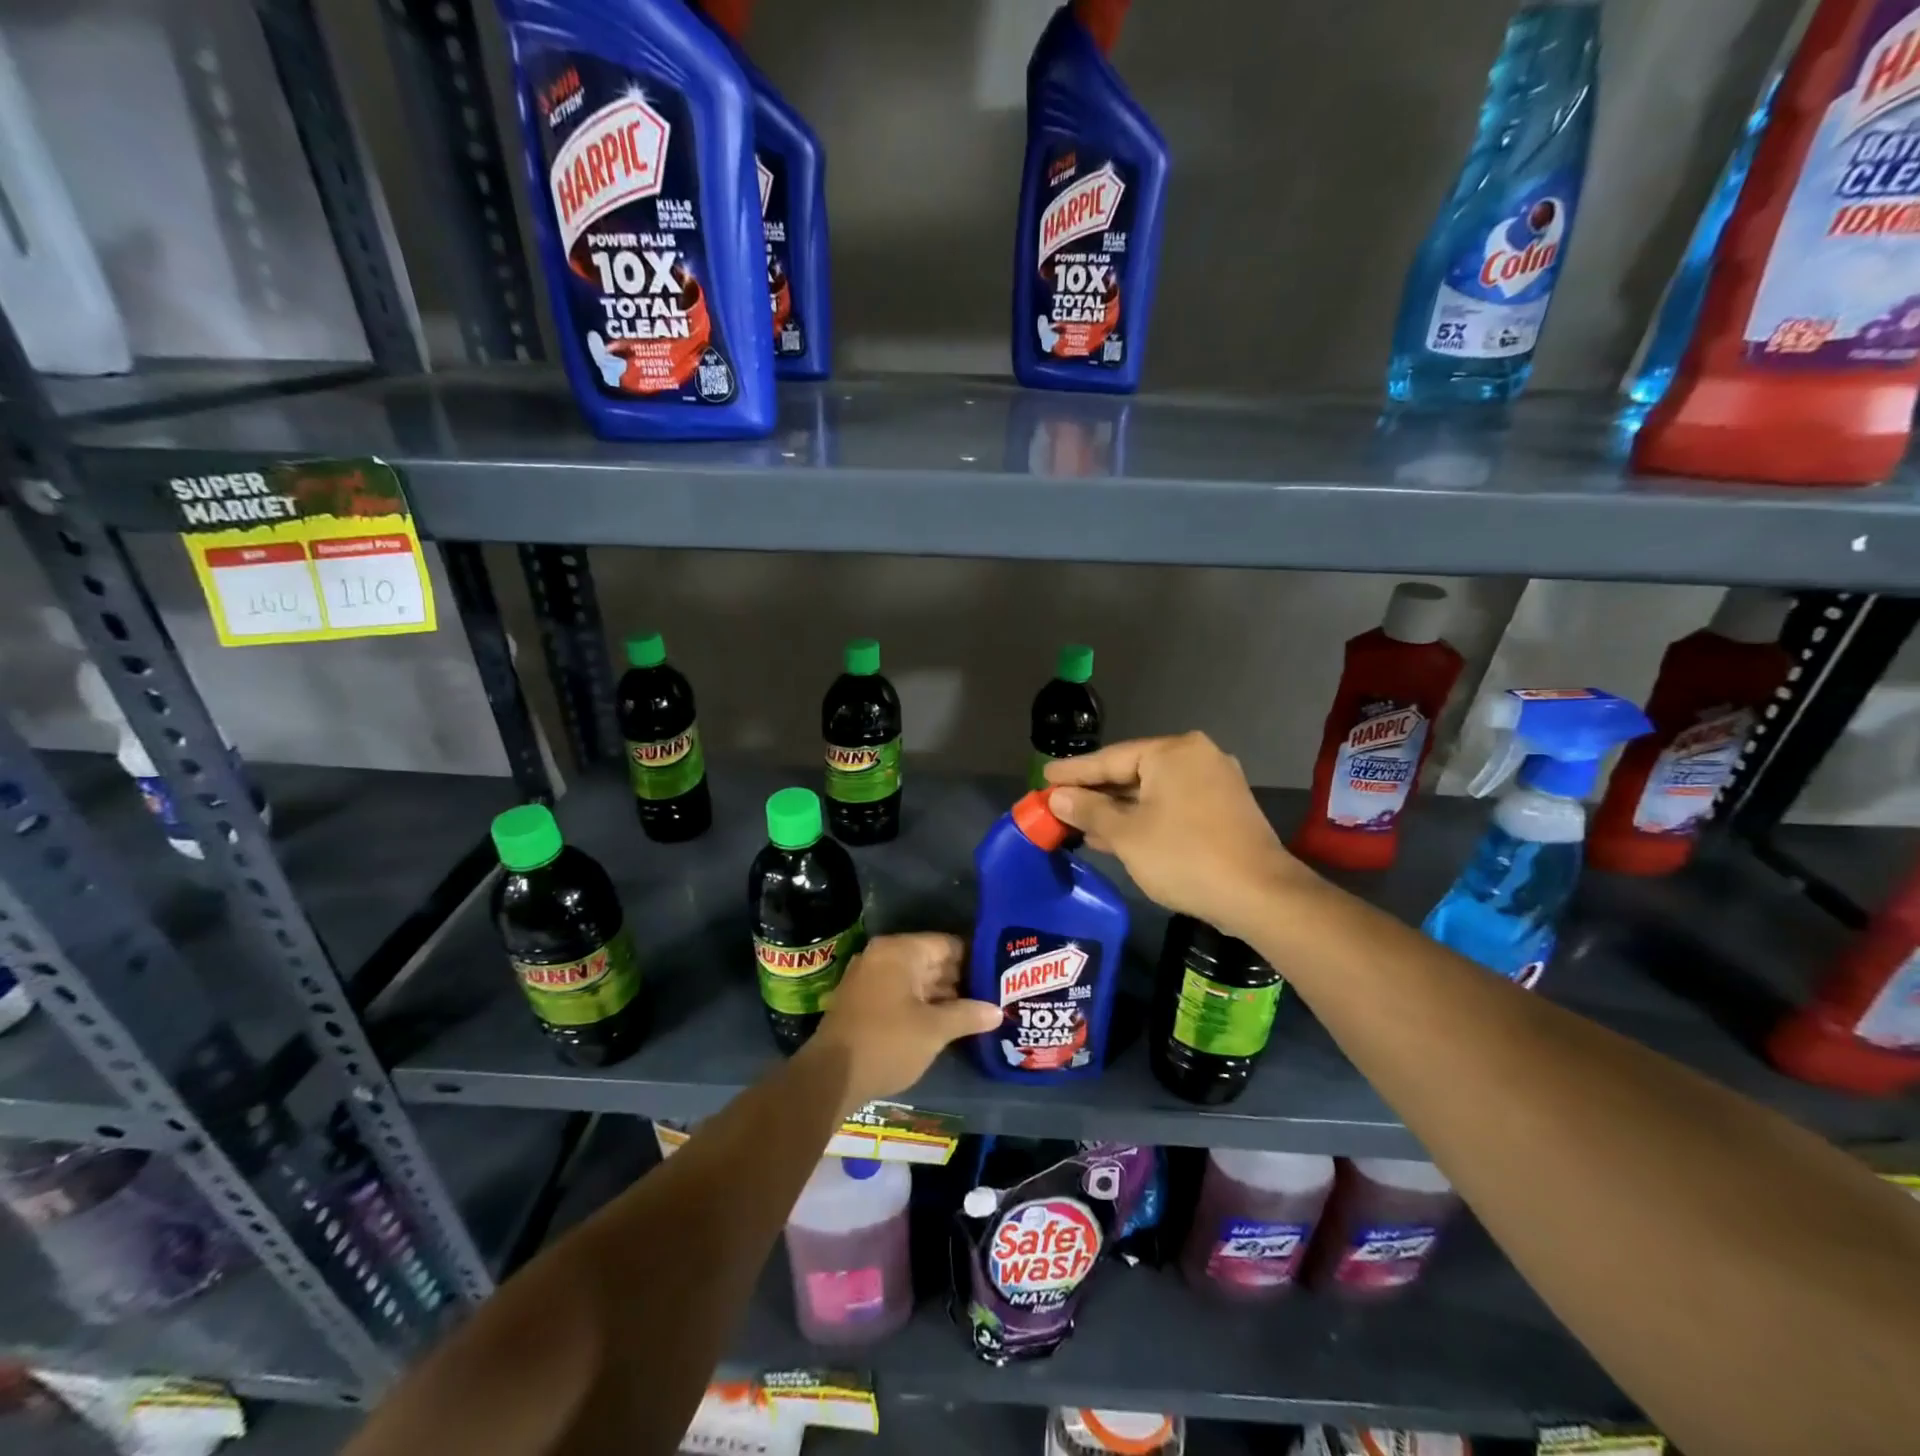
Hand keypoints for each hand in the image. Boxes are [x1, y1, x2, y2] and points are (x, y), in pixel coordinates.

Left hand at [809, 933, 999, 1111]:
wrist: (830, 1077)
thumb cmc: (887, 1043)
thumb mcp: (934, 1030)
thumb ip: (968, 1015)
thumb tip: (998, 1011)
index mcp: (899, 951)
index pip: (948, 944)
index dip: (975, 959)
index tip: (1000, 975)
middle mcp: (883, 956)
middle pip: (933, 961)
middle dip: (962, 979)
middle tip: (996, 995)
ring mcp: (871, 978)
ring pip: (918, 980)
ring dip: (945, 995)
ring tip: (980, 1011)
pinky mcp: (865, 1002)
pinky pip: (902, 994)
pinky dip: (924, 1005)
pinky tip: (949, 1022)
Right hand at [1044, 733, 1309, 937]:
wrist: (1259, 895)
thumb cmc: (1184, 856)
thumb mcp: (1127, 834)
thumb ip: (1089, 809)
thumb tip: (1058, 797)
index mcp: (1173, 751)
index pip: (1110, 758)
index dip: (1073, 772)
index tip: (1044, 777)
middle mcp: (1196, 756)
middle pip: (1132, 772)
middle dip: (1095, 793)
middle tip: (1058, 802)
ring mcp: (1215, 782)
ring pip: (1152, 792)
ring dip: (1117, 809)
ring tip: (1079, 822)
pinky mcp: (1223, 809)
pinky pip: (1171, 805)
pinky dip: (1143, 818)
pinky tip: (1116, 834)